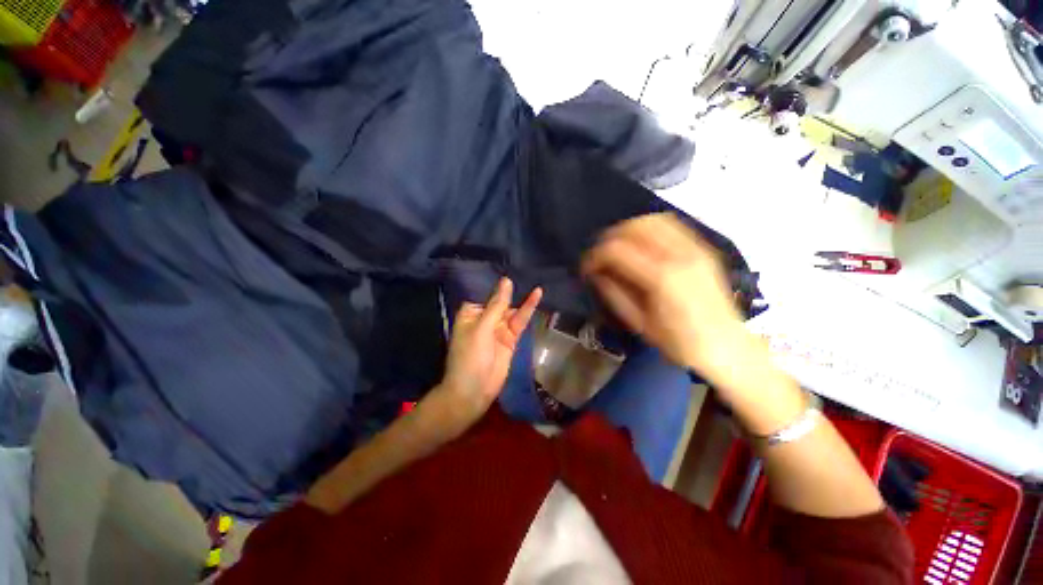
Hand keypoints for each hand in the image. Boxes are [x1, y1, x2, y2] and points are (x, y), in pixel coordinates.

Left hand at [437, 278, 541, 428]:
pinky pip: (520, 322)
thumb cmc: (470, 356)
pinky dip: (528, 311)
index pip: (485, 293)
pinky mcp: (510, 339)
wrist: (474, 390)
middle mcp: (485, 319)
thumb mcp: (482, 327)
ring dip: (524, 300)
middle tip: (528, 270)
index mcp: (471, 314)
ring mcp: (498, 329)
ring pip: (512, 311)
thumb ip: (497, 305)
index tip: (509, 265)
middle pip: (501, 301)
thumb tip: (506, 281)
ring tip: (537, 285)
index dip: (496, 282)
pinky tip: (536, 297)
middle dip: (512, 290)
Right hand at [581, 213, 747, 379]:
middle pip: (634, 227)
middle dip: (609, 238)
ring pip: (653, 219)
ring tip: (619, 246)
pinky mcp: (703, 248)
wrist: (727, 347)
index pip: (617, 251)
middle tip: (600, 255)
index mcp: (661, 279)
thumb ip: (614, 294)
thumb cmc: (680, 343)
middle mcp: (679, 255)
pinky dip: (649, 227)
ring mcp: (695, 248)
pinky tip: (642, 242)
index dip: (595, 256)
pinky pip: (671, 224)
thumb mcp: (640, 324)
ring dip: (629, 229)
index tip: (587, 267)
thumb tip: (596, 273)